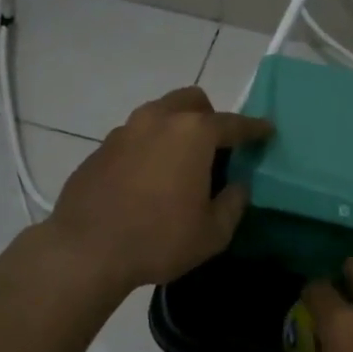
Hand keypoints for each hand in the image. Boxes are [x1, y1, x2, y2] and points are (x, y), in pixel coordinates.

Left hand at [47, 86, 273, 291]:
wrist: (86, 250)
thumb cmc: (159, 239)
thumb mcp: (212, 232)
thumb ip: (233, 203)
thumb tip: (237, 185)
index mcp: (193, 133)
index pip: (233, 123)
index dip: (254, 128)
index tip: (267, 131)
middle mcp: (158, 120)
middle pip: (191, 101)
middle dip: (209, 116)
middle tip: (216, 146)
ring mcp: (124, 130)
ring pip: (159, 114)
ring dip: (175, 128)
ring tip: (180, 162)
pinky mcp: (100, 148)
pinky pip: (135, 137)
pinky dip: (149, 147)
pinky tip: (147, 179)